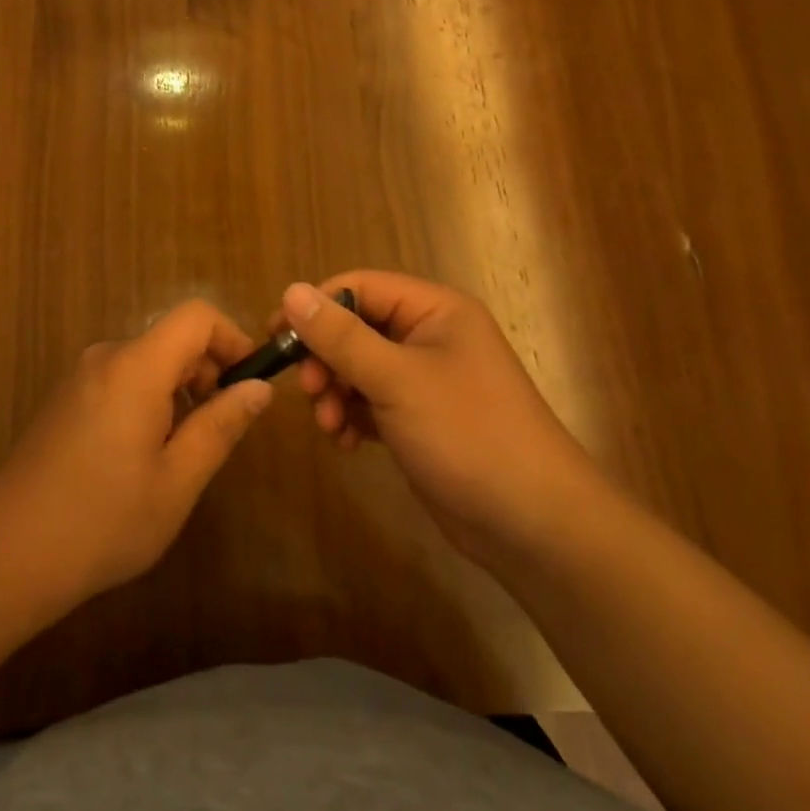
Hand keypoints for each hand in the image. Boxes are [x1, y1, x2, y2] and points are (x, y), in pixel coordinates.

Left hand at [0, 300, 272, 609]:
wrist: (6, 554)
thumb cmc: (103, 520)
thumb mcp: (177, 480)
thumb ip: (221, 426)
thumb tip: (258, 387)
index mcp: (135, 367)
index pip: (196, 316)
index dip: (232, 339)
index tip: (248, 385)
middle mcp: (105, 358)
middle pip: (172, 339)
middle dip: (207, 373)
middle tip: (218, 433)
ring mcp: (79, 378)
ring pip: (147, 363)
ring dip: (178, 393)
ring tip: (179, 454)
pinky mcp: (64, 399)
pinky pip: (121, 380)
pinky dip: (148, 401)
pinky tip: (141, 459)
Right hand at [284, 273, 599, 560]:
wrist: (532, 523)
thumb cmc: (468, 434)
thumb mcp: (397, 380)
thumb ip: (340, 336)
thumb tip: (290, 291)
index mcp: (434, 310)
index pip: (359, 287)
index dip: (316, 307)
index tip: (277, 338)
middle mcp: (429, 337)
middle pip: (355, 328)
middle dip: (325, 359)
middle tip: (308, 391)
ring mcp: (425, 380)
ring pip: (358, 369)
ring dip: (334, 392)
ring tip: (328, 426)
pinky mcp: (418, 419)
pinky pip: (369, 403)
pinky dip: (350, 417)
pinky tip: (344, 442)